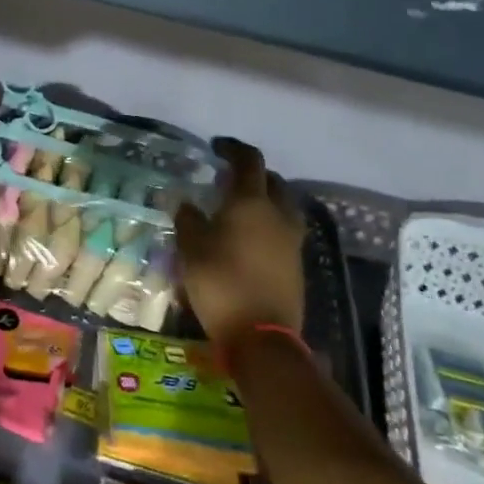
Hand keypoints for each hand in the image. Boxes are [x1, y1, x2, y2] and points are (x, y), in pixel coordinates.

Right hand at [174, 138, 305, 343]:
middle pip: (272, 181)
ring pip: (283, 205)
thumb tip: (186, 203)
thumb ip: (188, 219)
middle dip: (253, 173)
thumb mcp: (191, 248)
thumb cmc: (221, 282)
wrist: (262, 336)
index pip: (249, 161)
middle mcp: (277, 214)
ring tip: (242, 207)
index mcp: (251, 202)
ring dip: (266, 198)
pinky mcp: (296, 264)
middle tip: (229, 177)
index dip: (233, 149)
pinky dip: (269, 223)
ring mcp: (292, 240)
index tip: (217, 147)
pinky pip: (284, 229)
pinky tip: (250, 236)